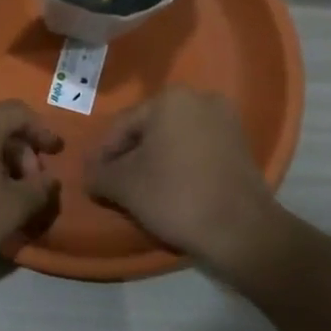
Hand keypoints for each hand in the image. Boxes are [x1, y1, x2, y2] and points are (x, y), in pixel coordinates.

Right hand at [86, 87, 294, 288]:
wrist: (242, 231)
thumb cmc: (176, 196)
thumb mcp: (123, 186)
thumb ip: (98, 173)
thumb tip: (88, 174)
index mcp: (170, 99)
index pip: (122, 126)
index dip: (103, 155)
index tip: (95, 180)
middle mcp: (201, 99)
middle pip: (149, 130)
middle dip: (130, 156)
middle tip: (116, 185)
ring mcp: (227, 121)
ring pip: (174, 140)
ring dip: (155, 161)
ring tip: (142, 190)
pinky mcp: (242, 146)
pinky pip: (197, 150)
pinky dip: (180, 165)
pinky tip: (171, 190)